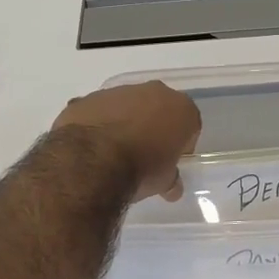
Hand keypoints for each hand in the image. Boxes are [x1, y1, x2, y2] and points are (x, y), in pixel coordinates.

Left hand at [53, 82, 201, 201]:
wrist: (93, 161)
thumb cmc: (141, 169)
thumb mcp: (164, 181)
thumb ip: (171, 178)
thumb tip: (173, 188)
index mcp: (180, 108)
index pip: (189, 123)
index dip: (182, 142)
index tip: (172, 158)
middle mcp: (153, 92)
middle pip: (159, 107)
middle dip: (154, 125)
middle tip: (147, 152)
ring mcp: (118, 91)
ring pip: (127, 105)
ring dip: (125, 122)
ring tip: (115, 150)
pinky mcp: (89, 98)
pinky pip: (100, 110)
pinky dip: (99, 123)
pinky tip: (93, 145)